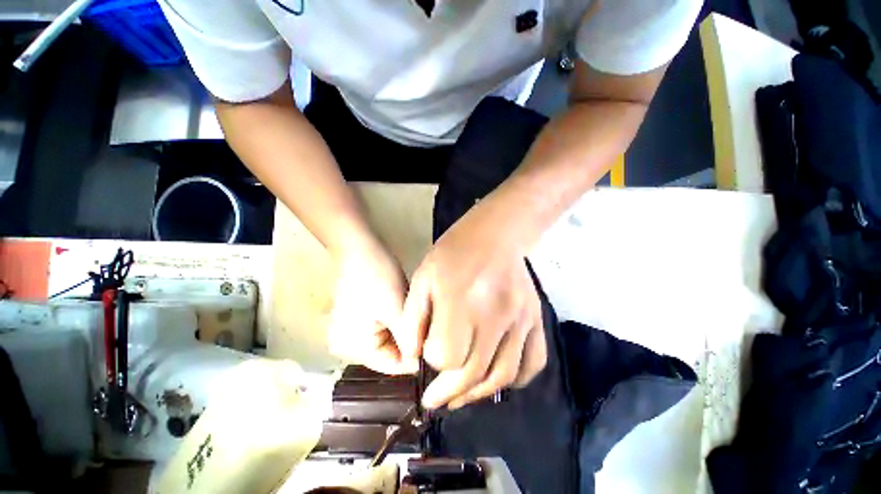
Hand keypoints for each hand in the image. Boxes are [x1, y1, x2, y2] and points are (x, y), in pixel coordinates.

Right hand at [327, 238, 417, 374]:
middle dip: (409, 342)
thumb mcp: (396, 310)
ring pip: (388, 343)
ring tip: (416, 317)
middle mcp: (347, 347)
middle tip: (426, 326)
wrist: (360, 249)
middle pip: (389, 355)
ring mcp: (350, 333)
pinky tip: (403, 311)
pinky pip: (381, 331)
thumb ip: (409, 340)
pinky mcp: (355, 321)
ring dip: (403, 332)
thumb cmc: (378, 277)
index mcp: (354, 349)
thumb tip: (421, 364)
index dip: (416, 357)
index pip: (393, 366)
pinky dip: (395, 325)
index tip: (435, 345)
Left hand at [396, 202, 546, 409]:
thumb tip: (412, 356)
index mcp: (461, 301)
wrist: (496, 235)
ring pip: (503, 375)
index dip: (432, 362)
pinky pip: (533, 363)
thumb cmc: (454, 252)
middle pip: (473, 373)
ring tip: (461, 396)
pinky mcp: (536, 319)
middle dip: (450, 393)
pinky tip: (497, 379)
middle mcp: (495, 316)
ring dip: (479, 393)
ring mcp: (521, 320)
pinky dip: (515, 380)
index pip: (445, 355)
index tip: (427, 356)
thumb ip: (413, 318)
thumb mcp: (423, 278)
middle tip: (437, 399)